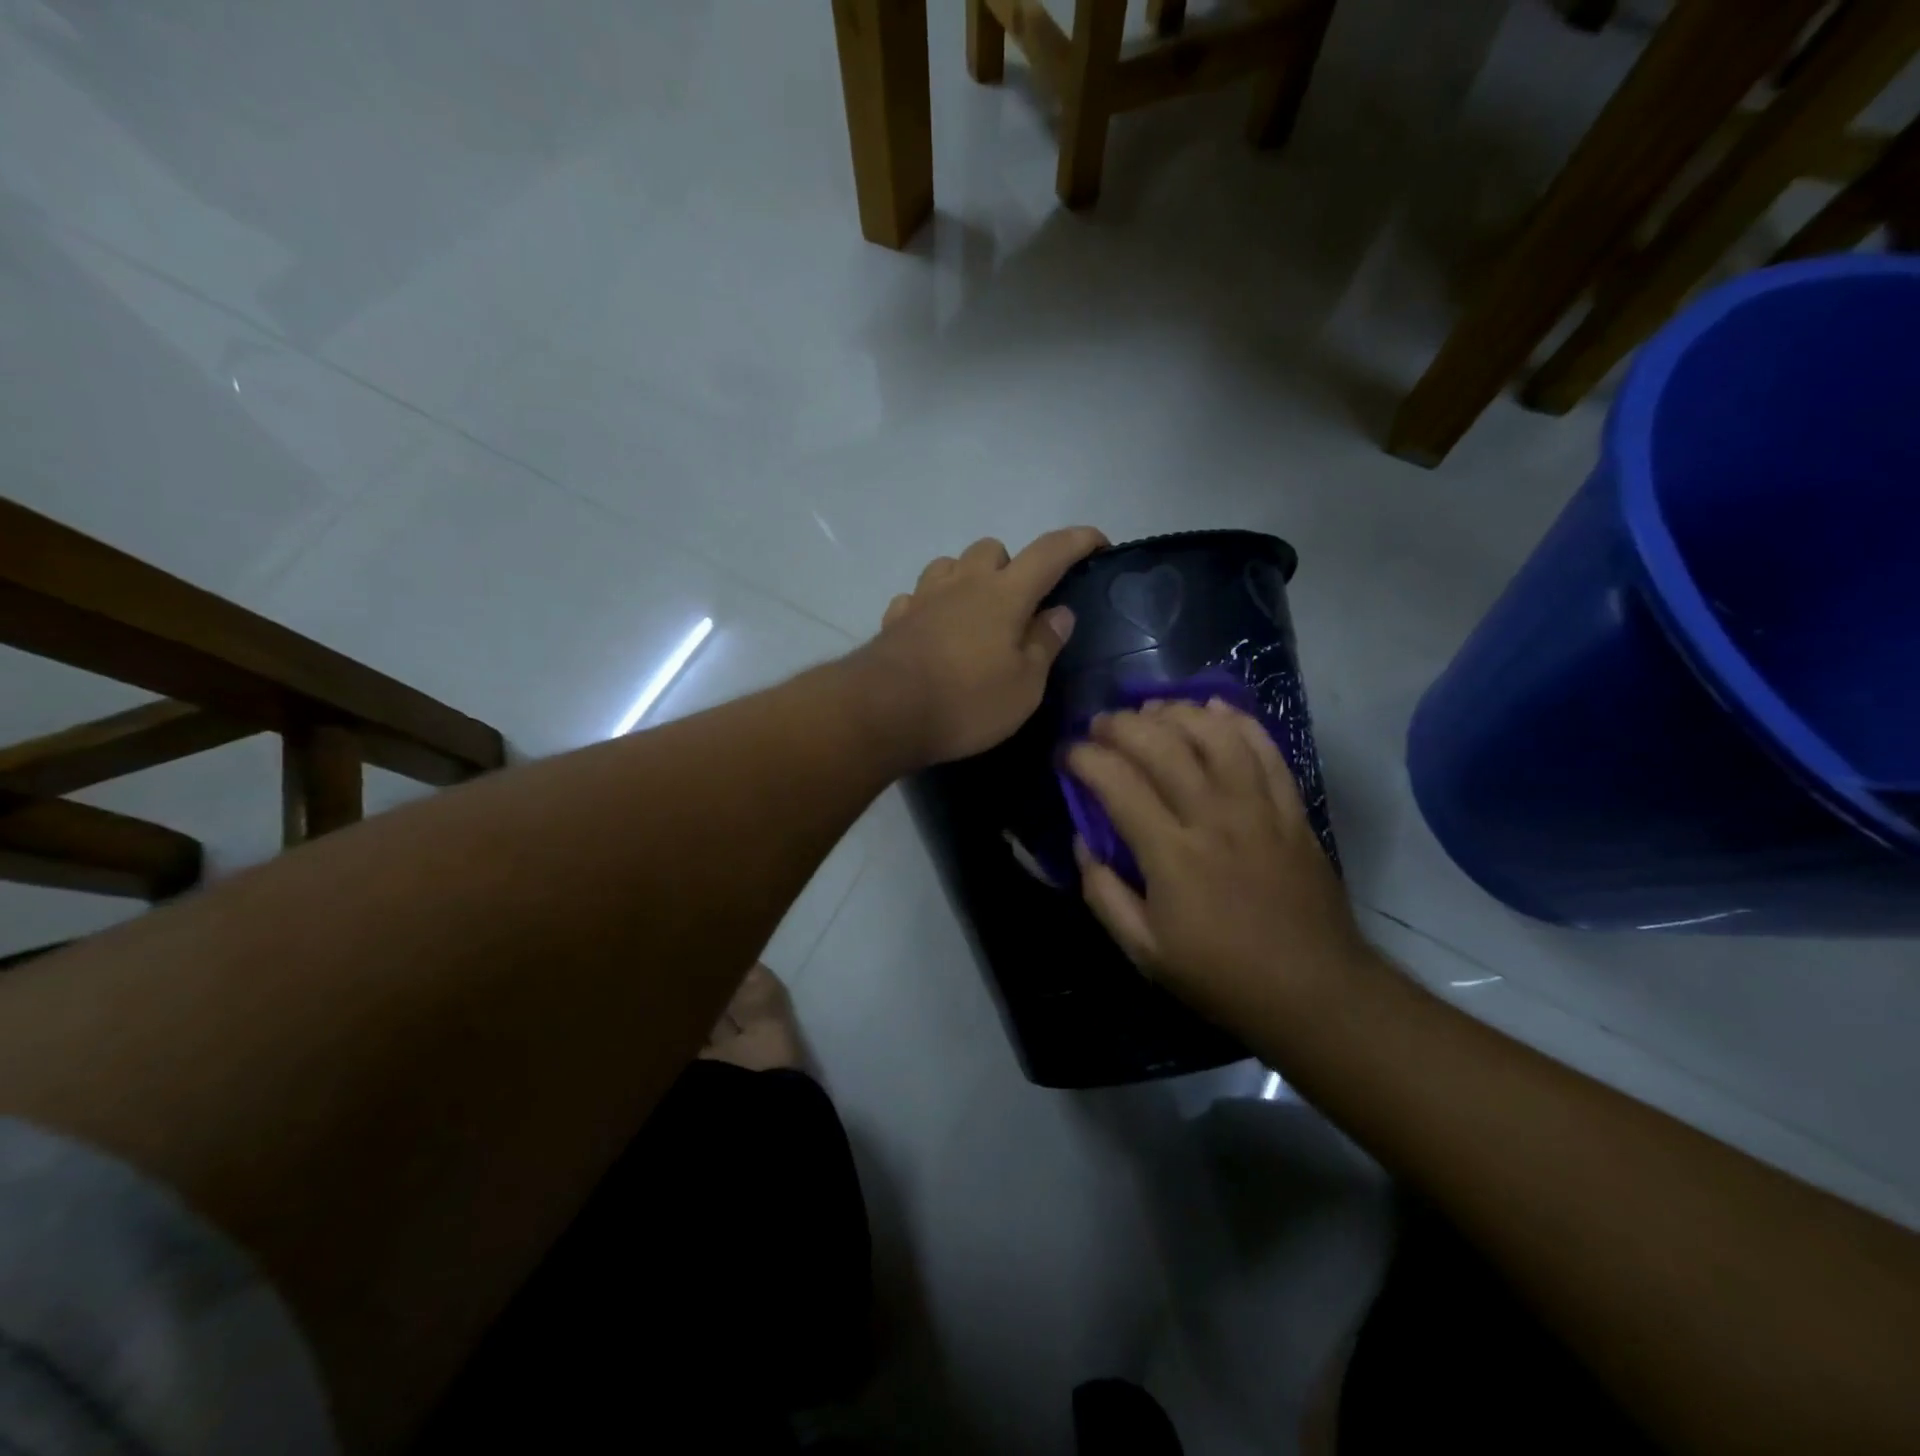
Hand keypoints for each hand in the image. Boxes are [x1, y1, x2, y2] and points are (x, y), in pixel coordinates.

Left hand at [860, 528, 1106, 766]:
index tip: (1098, 542)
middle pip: (991, 548)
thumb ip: (1044, 644)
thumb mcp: (1024, 686)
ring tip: (975, 615)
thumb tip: (1058, 613)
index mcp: (1004, 594)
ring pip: (949, 565)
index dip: (1078, 541)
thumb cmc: (967, 702)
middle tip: (1019, 606)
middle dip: (1011, 565)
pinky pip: (916, 598)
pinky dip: (930, 607)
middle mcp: (962, 583)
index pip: (1050, 552)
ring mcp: (923, 598)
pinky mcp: (894, 620)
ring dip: (966, 579)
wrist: (884, 713)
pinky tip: (933, 632)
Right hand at [1066, 698, 1364, 1017]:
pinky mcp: (1292, 809)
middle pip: (1163, 744)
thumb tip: (1082, 841)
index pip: (1117, 782)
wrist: (1314, 991)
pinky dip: (1237, 721)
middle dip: (1121, 724)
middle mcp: (1213, 817)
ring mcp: (1258, 808)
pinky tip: (1213, 710)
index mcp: (1171, 854)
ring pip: (1215, 734)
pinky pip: (1266, 749)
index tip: (1065, 754)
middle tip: (1099, 725)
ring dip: (1176, 712)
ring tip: (1150, 711)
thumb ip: (1103, 893)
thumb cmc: (1221, 975)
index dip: (1083, 758)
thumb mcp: (1144, 951)